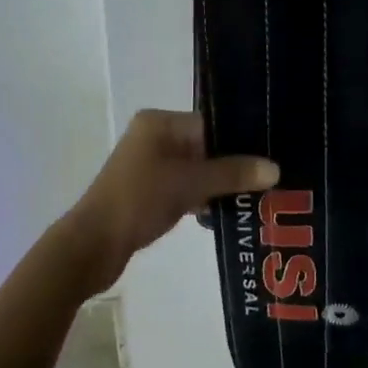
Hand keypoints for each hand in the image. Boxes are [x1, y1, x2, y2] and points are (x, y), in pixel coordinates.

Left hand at [65, 110, 277, 289]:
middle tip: (272, 179)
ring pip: (196, 168)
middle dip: (234, 164)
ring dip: (220, 183)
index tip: (272, 156)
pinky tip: (227, 212)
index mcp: (159, 122)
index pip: (210, 123)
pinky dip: (203, 197)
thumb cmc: (138, 201)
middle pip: (205, 145)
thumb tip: (275, 168)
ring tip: (257, 198)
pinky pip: (185, 186)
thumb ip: (232, 173)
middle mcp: (154, 136)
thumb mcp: (189, 184)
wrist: (92, 245)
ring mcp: (149, 165)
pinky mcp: (148, 191)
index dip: (241, 140)